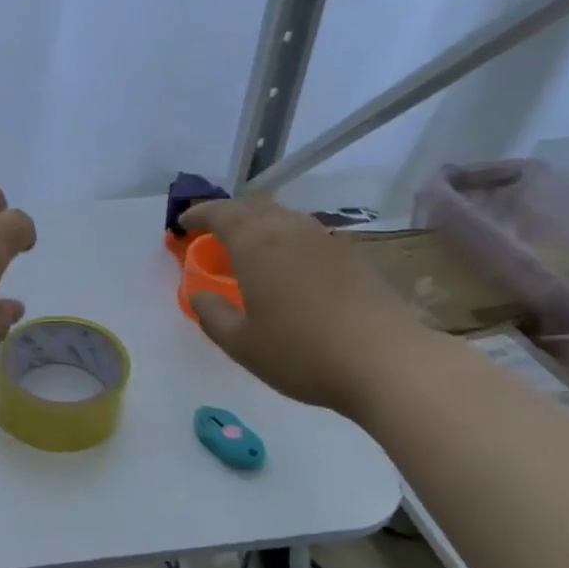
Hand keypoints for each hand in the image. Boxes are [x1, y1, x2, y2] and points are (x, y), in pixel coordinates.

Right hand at [179, 195, 424, 415]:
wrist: (384, 360)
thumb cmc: (301, 352)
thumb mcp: (241, 344)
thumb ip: (212, 315)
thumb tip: (199, 295)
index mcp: (257, 245)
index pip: (222, 214)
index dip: (199, 216)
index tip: (183, 225)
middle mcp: (290, 231)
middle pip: (254, 207)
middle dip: (228, 213)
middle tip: (211, 230)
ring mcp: (325, 240)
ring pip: (283, 217)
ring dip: (258, 222)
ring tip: (245, 244)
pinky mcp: (351, 256)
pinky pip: (305, 233)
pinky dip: (284, 237)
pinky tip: (285, 264)